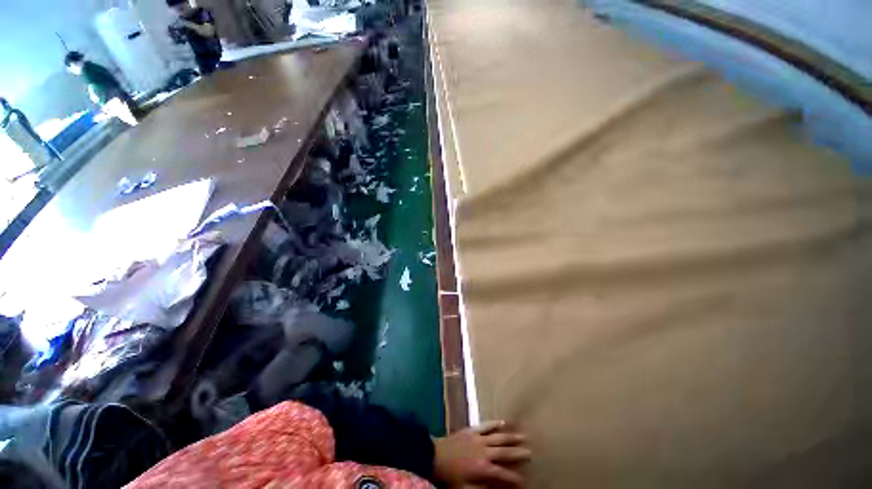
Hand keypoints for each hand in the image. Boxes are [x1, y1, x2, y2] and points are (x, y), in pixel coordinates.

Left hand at [433, 420, 530, 487]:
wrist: (436, 456)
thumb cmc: (451, 477)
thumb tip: (497, 488)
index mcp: (484, 469)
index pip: (504, 475)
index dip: (515, 478)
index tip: (525, 479)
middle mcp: (485, 452)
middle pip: (505, 452)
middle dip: (518, 453)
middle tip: (530, 452)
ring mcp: (479, 439)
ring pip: (498, 437)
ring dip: (511, 437)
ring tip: (522, 436)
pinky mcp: (472, 430)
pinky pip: (486, 426)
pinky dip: (494, 423)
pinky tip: (502, 422)